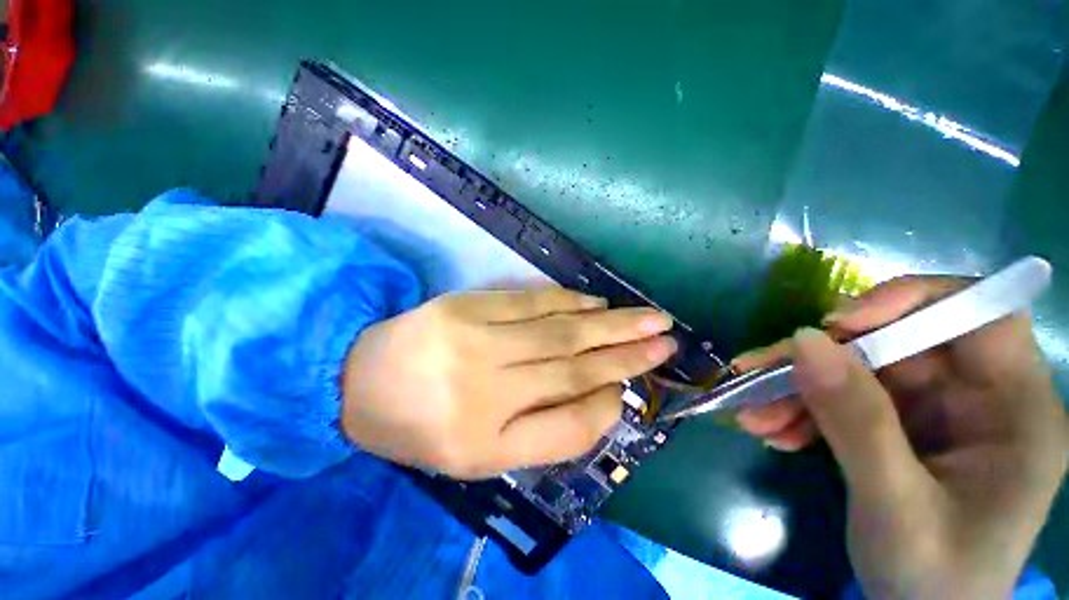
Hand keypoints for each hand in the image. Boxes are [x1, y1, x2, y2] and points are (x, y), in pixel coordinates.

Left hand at [341, 288, 676, 478]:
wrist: (358, 382)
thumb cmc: (420, 427)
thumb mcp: (478, 455)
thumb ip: (542, 433)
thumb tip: (599, 399)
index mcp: (484, 445)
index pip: (569, 425)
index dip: (609, 403)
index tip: (636, 386)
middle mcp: (485, 392)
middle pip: (572, 368)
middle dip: (627, 353)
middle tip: (666, 339)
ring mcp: (475, 342)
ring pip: (558, 331)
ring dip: (608, 324)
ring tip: (646, 318)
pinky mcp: (466, 307)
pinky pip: (529, 302)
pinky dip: (568, 301)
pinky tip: (595, 302)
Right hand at [735, 276, 1067, 599]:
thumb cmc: (932, 579)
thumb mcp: (895, 507)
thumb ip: (857, 422)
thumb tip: (803, 342)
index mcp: (1015, 411)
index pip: (979, 316)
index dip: (911, 302)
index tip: (839, 325)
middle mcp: (978, 398)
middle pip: (895, 344)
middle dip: (820, 359)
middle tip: (756, 372)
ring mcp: (935, 411)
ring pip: (857, 370)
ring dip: (797, 388)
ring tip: (752, 414)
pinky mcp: (898, 425)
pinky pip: (843, 398)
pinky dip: (802, 411)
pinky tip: (772, 431)